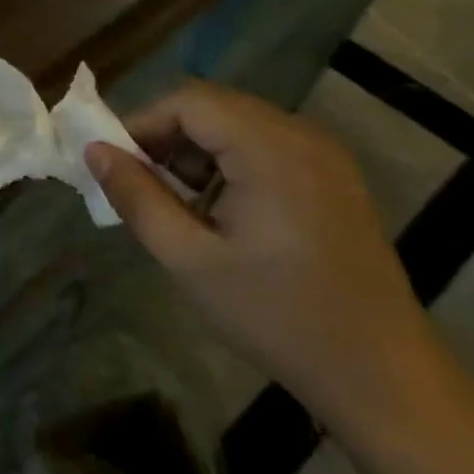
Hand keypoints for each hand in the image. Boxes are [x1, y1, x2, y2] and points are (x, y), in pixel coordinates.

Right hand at [86, 79, 441, 437]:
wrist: (379, 372)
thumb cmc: (275, 315)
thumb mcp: (189, 259)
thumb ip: (137, 197)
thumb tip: (94, 151)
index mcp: (270, 148)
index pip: (188, 101)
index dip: (140, 123)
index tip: (113, 165)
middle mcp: (302, 135)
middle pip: (214, 107)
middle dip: (166, 138)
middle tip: (137, 185)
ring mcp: (325, 155)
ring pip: (238, 126)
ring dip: (196, 152)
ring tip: (175, 205)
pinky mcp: (334, 178)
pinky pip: (266, 147)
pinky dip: (229, 164)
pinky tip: (220, 213)